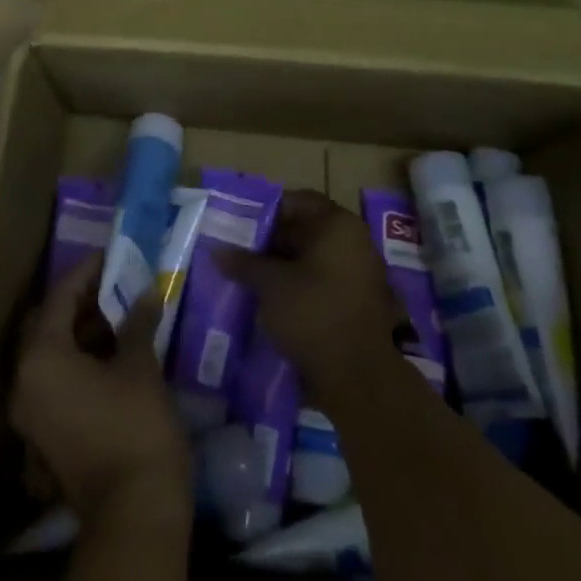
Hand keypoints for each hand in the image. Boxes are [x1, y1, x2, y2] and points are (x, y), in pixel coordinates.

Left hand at [9, 257, 192, 528]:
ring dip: (80, 333)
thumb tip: (147, 292)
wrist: (134, 515)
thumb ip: (137, 322)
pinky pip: (54, 382)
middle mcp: (23, 381)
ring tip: (118, 317)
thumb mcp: (139, 365)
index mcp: (40, 357)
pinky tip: (110, 356)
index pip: (59, 297)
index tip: (110, 257)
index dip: (86, 272)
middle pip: (47, 324)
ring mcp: (30, 414)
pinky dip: (76, 363)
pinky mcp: (43, 437)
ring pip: (49, 355)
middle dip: (79, 302)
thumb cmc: (135, 427)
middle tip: (113, 286)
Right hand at [216, 190, 403, 406]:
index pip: (298, 202)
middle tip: (241, 252)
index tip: (241, 226)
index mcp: (338, 225)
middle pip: (307, 229)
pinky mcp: (361, 303)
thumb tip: (218, 251)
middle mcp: (356, 242)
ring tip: (252, 277)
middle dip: (273, 241)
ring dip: (286, 265)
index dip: (268, 211)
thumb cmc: (313, 314)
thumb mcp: (270, 285)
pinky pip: (325, 281)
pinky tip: (276, 300)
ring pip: (314, 258)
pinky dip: (302, 285)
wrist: (359, 379)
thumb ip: (244, 263)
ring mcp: (362, 274)